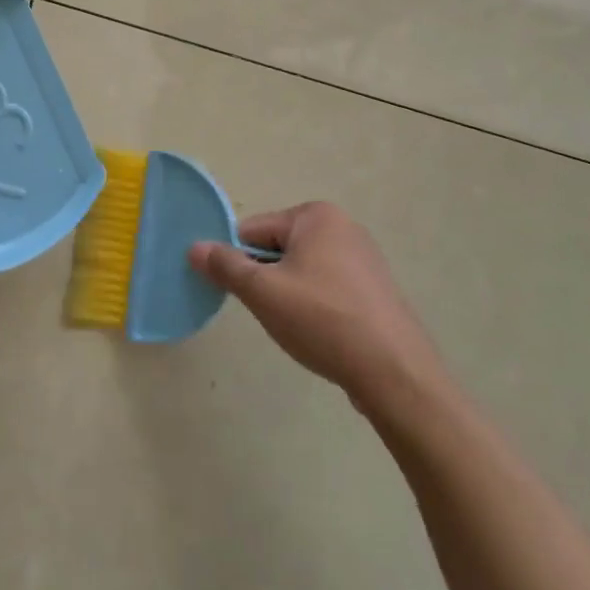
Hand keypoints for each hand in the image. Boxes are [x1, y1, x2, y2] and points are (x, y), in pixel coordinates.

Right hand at [190, 202, 445, 416]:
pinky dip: (314, 305)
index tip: (238, 292)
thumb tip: (195, 247)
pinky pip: (326, 287)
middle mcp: (342, 226)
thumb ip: (225, 266)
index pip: (252, 230)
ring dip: (288, 294)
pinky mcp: (375, 289)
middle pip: (277, 248)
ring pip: (301, 270)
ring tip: (296, 325)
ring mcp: (363, 258)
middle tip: (269, 311)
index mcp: (315, 216)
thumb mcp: (263, 292)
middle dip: (265, 278)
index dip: (238, 261)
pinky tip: (320, 332)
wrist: (394, 372)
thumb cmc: (322, 320)